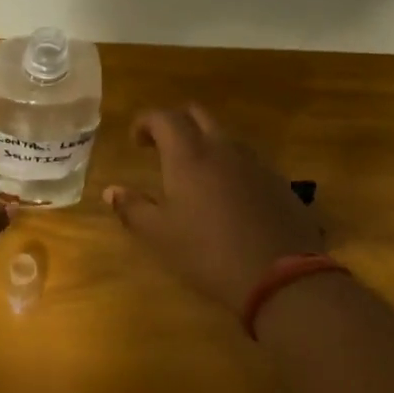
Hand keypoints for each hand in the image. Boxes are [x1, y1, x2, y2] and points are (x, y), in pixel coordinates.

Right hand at [103, 106, 324, 312]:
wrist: (282, 278)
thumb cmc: (208, 253)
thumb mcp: (159, 236)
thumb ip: (132, 208)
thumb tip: (112, 190)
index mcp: (188, 155)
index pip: (164, 117)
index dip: (145, 122)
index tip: (136, 141)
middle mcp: (222, 148)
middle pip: (197, 115)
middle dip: (176, 123)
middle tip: (162, 147)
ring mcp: (255, 163)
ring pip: (225, 136)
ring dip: (205, 142)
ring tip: (194, 172)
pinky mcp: (278, 181)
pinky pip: (248, 159)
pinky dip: (230, 164)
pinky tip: (227, 195)